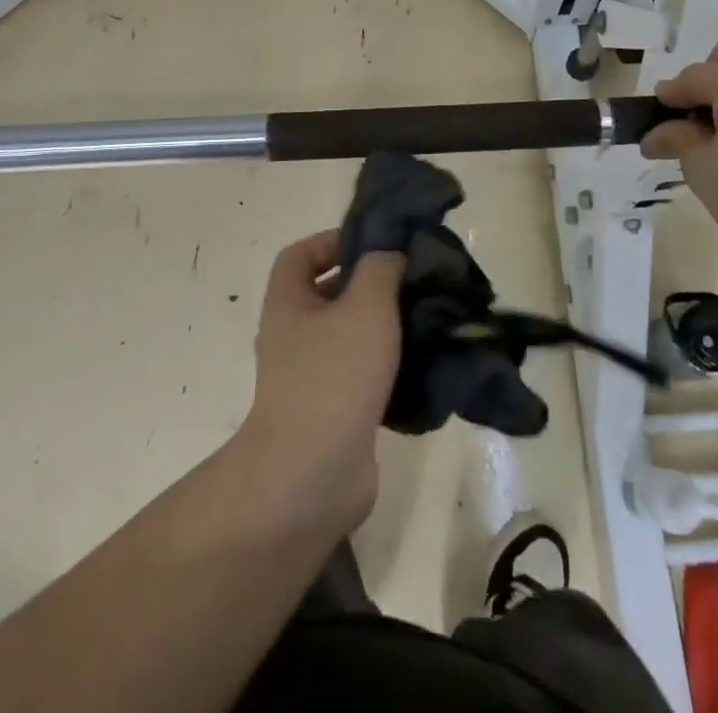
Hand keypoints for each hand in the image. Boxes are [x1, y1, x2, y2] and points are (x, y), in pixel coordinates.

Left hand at [234, 230, 403, 540]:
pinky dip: (392, 370)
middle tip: (415, 282)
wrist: (312, 477)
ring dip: (387, 329)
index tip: (377, 246)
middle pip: (331, 294)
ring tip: (428, 321)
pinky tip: (425, 368)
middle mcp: (295, 336)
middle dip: (372, 285)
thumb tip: (391, 256)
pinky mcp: (336, 414)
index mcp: (289, 303)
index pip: (301, 254)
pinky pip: (365, 378)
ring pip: (352, 337)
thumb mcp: (365, 305)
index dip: (334, 241)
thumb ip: (381, 268)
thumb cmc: (333, 376)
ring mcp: (312, 378)